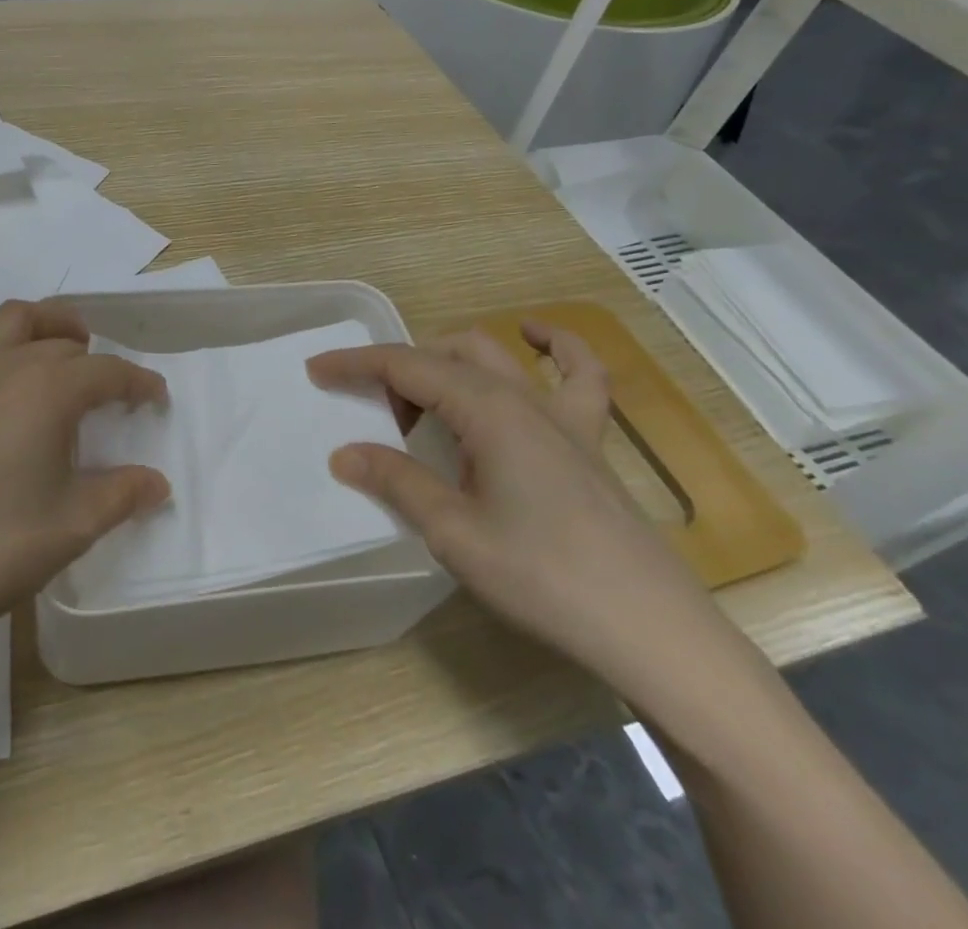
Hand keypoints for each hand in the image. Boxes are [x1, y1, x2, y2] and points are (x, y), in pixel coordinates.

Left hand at [0, 236, 170, 649]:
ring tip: (61, 340)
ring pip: (10, 323)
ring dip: (43, 324)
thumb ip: (121, 496)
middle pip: (62, 346)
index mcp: (50, 393)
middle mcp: (7, 366)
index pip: (109, 376)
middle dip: (92, 363)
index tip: (155, 401)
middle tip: (103, 395)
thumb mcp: (71, 528)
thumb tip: (158, 482)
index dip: (138, 385)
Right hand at [308, 322, 727, 696]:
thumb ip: (398, 482)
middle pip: (445, 355)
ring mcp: (562, 415)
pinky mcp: (589, 440)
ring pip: (494, 357)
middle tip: (373, 416)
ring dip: (449, 362)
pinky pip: (578, 374)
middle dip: (399, 370)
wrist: (650, 630)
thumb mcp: (454, 532)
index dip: (357, 364)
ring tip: (424, 401)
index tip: (316, 370)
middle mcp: (522, 397)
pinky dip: (555, 346)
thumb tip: (344, 453)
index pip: (407, 366)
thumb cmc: (544, 578)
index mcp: (486, 410)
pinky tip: (536, 336)